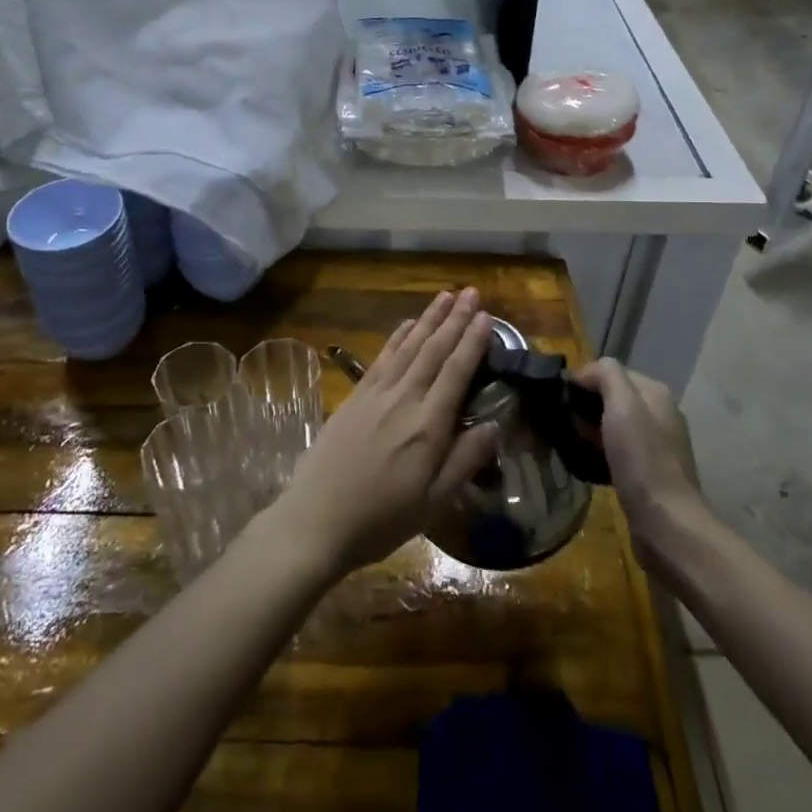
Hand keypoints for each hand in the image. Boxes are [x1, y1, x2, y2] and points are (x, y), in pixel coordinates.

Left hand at [270, 289, 499, 573]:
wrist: (316, 519)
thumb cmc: (380, 519)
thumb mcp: (433, 502)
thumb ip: (465, 460)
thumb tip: (496, 424)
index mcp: (428, 426)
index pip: (456, 372)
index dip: (472, 342)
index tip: (487, 316)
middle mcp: (403, 399)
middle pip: (433, 350)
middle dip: (455, 320)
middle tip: (472, 292)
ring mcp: (375, 394)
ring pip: (408, 347)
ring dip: (428, 319)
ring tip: (446, 297)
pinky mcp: (354, 397)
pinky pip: (382, 357)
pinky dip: (397, 337)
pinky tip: (407, 324)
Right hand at [574, 359, 707, 564]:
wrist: (666, 522)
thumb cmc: (641, 459)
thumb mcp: (622, 405)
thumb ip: (606, 375)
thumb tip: (586, 372)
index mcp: (655, 393)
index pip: (611, 371)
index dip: (583, 380)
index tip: (560, 399)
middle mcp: (660, 414)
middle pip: (612, 398)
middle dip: (586, 407)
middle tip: (563, 423)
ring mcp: (657, 444)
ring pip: (614, 425)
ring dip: (591, 430)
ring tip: (570, 443)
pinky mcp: (650, 472)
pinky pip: (618, 450)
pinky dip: (600, 452)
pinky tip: (586, 463)